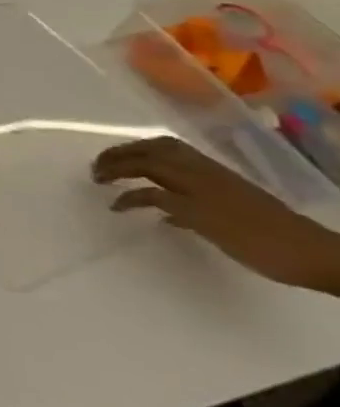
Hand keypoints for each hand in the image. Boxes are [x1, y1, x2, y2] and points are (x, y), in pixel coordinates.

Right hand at [95, 137, 339, 294]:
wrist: (314, 255)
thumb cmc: (254, 240)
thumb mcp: (203, 222)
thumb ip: (166, 203)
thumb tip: (131, 195)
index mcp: (193, 176)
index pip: (143, 162)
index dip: (115, 168)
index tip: (94, 181)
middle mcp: (202, 171)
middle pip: (154, 151)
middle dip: (122, 155)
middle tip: (99, 168)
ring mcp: (218, 180)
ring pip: (170, 158)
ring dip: (141, 160)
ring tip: (121, 172)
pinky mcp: (228, 192)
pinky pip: (185, 175)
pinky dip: (163, 178)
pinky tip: (159, 198)